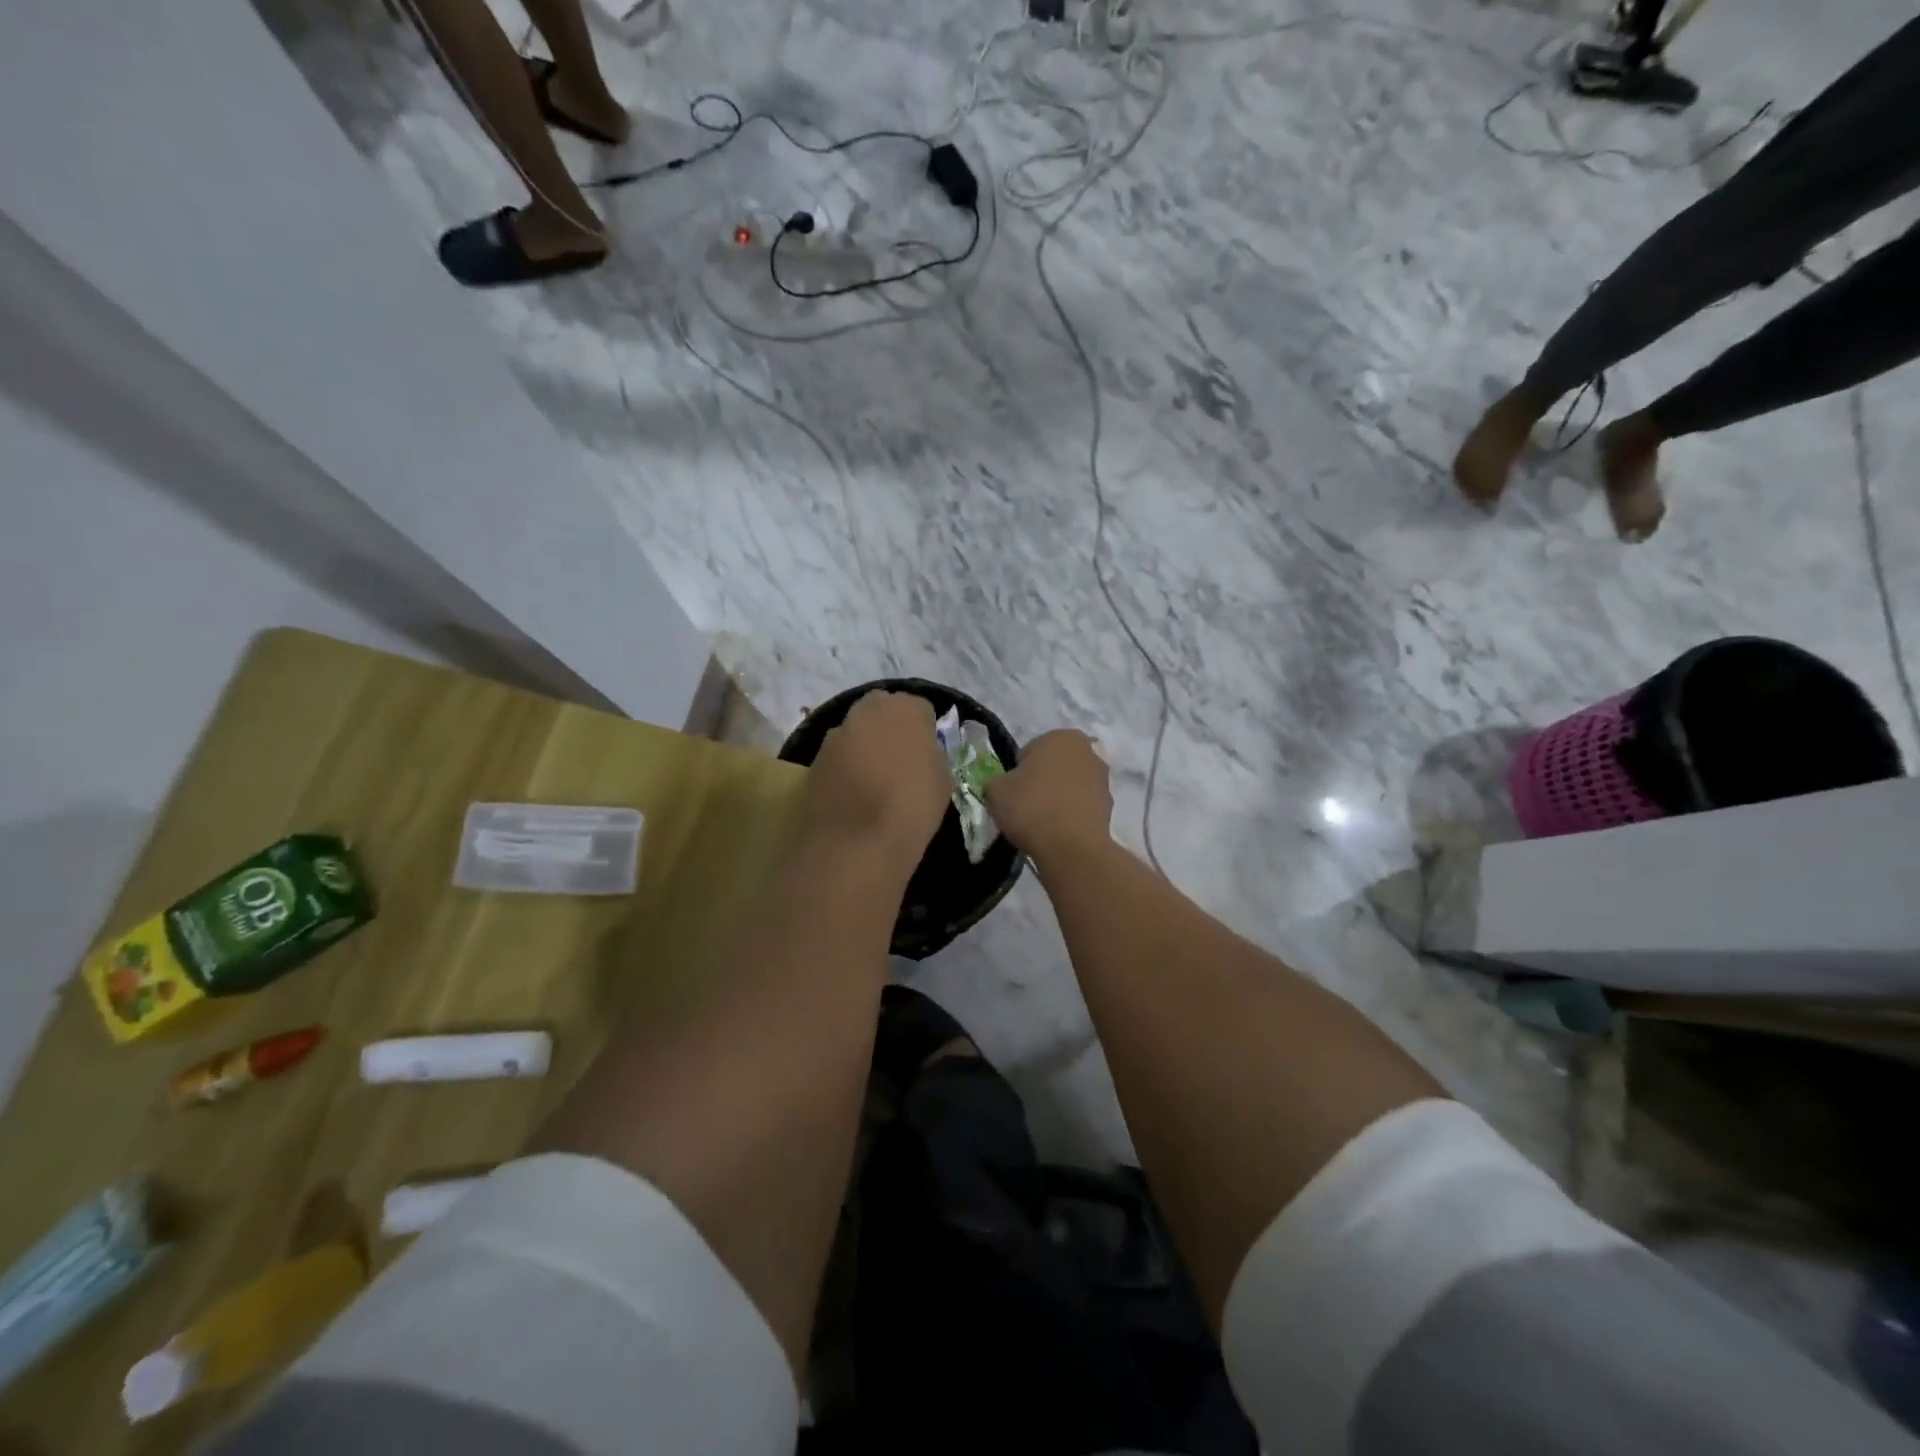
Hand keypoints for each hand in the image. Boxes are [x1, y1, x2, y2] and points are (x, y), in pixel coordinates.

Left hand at [802, 691, 950, 863]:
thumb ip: (930, 753)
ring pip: (856, 730)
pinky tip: (852, 792)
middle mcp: (867, 710)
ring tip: (873, 778)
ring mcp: (837, 733)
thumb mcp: (942, 778)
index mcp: (905, 708)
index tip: (926, 752)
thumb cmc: (912, 806)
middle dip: (889, 726)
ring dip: (864, 744)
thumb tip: (919, 751)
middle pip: (882, 708)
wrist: (858, 841)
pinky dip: (845, 765)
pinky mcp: (815, 758)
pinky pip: (837, 754)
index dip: (924, 730)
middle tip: (898, 758)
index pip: (920, 708)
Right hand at [983, 730, 1112, 864]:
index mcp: (1061, 736)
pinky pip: (1081, 806)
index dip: (1017, 771)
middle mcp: (1088, 751)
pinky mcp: (1110, 807)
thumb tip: (1003, 786)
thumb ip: (997, 780)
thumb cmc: (1031, 807)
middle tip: (1025, 805)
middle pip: (1054, 765)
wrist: (1071, 848)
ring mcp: (1103, 779)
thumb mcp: (995, 790)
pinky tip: (1058, 831)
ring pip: (1070, 785)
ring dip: (1058, 797)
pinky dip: (1071, 814)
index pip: (1030, 751)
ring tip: (1042, 822)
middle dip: (1042, 780)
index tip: (1012, 791)